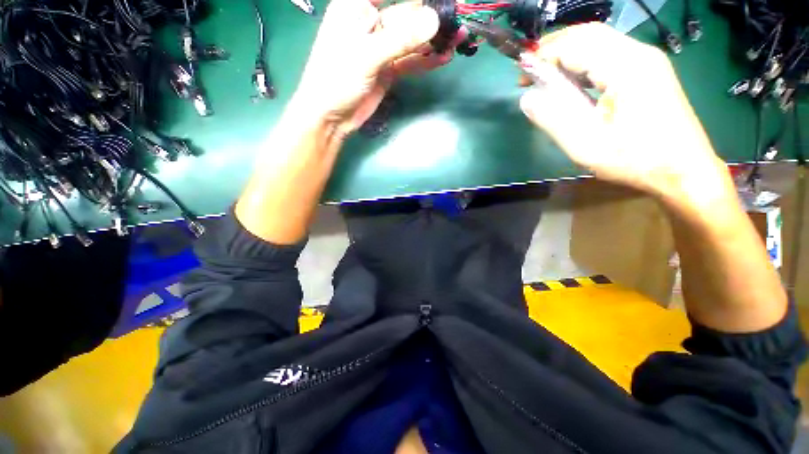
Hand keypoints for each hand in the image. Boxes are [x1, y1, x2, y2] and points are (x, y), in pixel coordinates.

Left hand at [290, 0, 460, 135]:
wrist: (331, 117)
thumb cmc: (336, 80)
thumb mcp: (366, 56)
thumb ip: (400, 39)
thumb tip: (434, 21)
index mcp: (357, 6)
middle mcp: (371, 23)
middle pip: (407, 14)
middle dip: (432, 18)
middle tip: (459, 21)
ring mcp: (381, 48)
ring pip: (412, 39)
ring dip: (433, 41)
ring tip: (459, 38)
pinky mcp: (388, 69)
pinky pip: (410, 61)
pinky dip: (425, 61)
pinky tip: (443, 57)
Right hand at [519, 23, 729, 208]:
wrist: (683, 170)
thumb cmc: (636, 160)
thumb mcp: (585, 145)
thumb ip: (553, 118)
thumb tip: (527, 97)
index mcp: (626, 67)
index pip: (576, 44)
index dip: (543, 55)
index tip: (520, 75)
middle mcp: (638, 54)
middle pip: (588, 35)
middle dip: (554, 48)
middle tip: (529, 72)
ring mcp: (645, 61)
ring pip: (598, 43)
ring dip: (567, 54)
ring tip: (544, 77)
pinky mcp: (647, 72)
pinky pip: (608, 56)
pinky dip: (583, 63)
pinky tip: (571, 82)